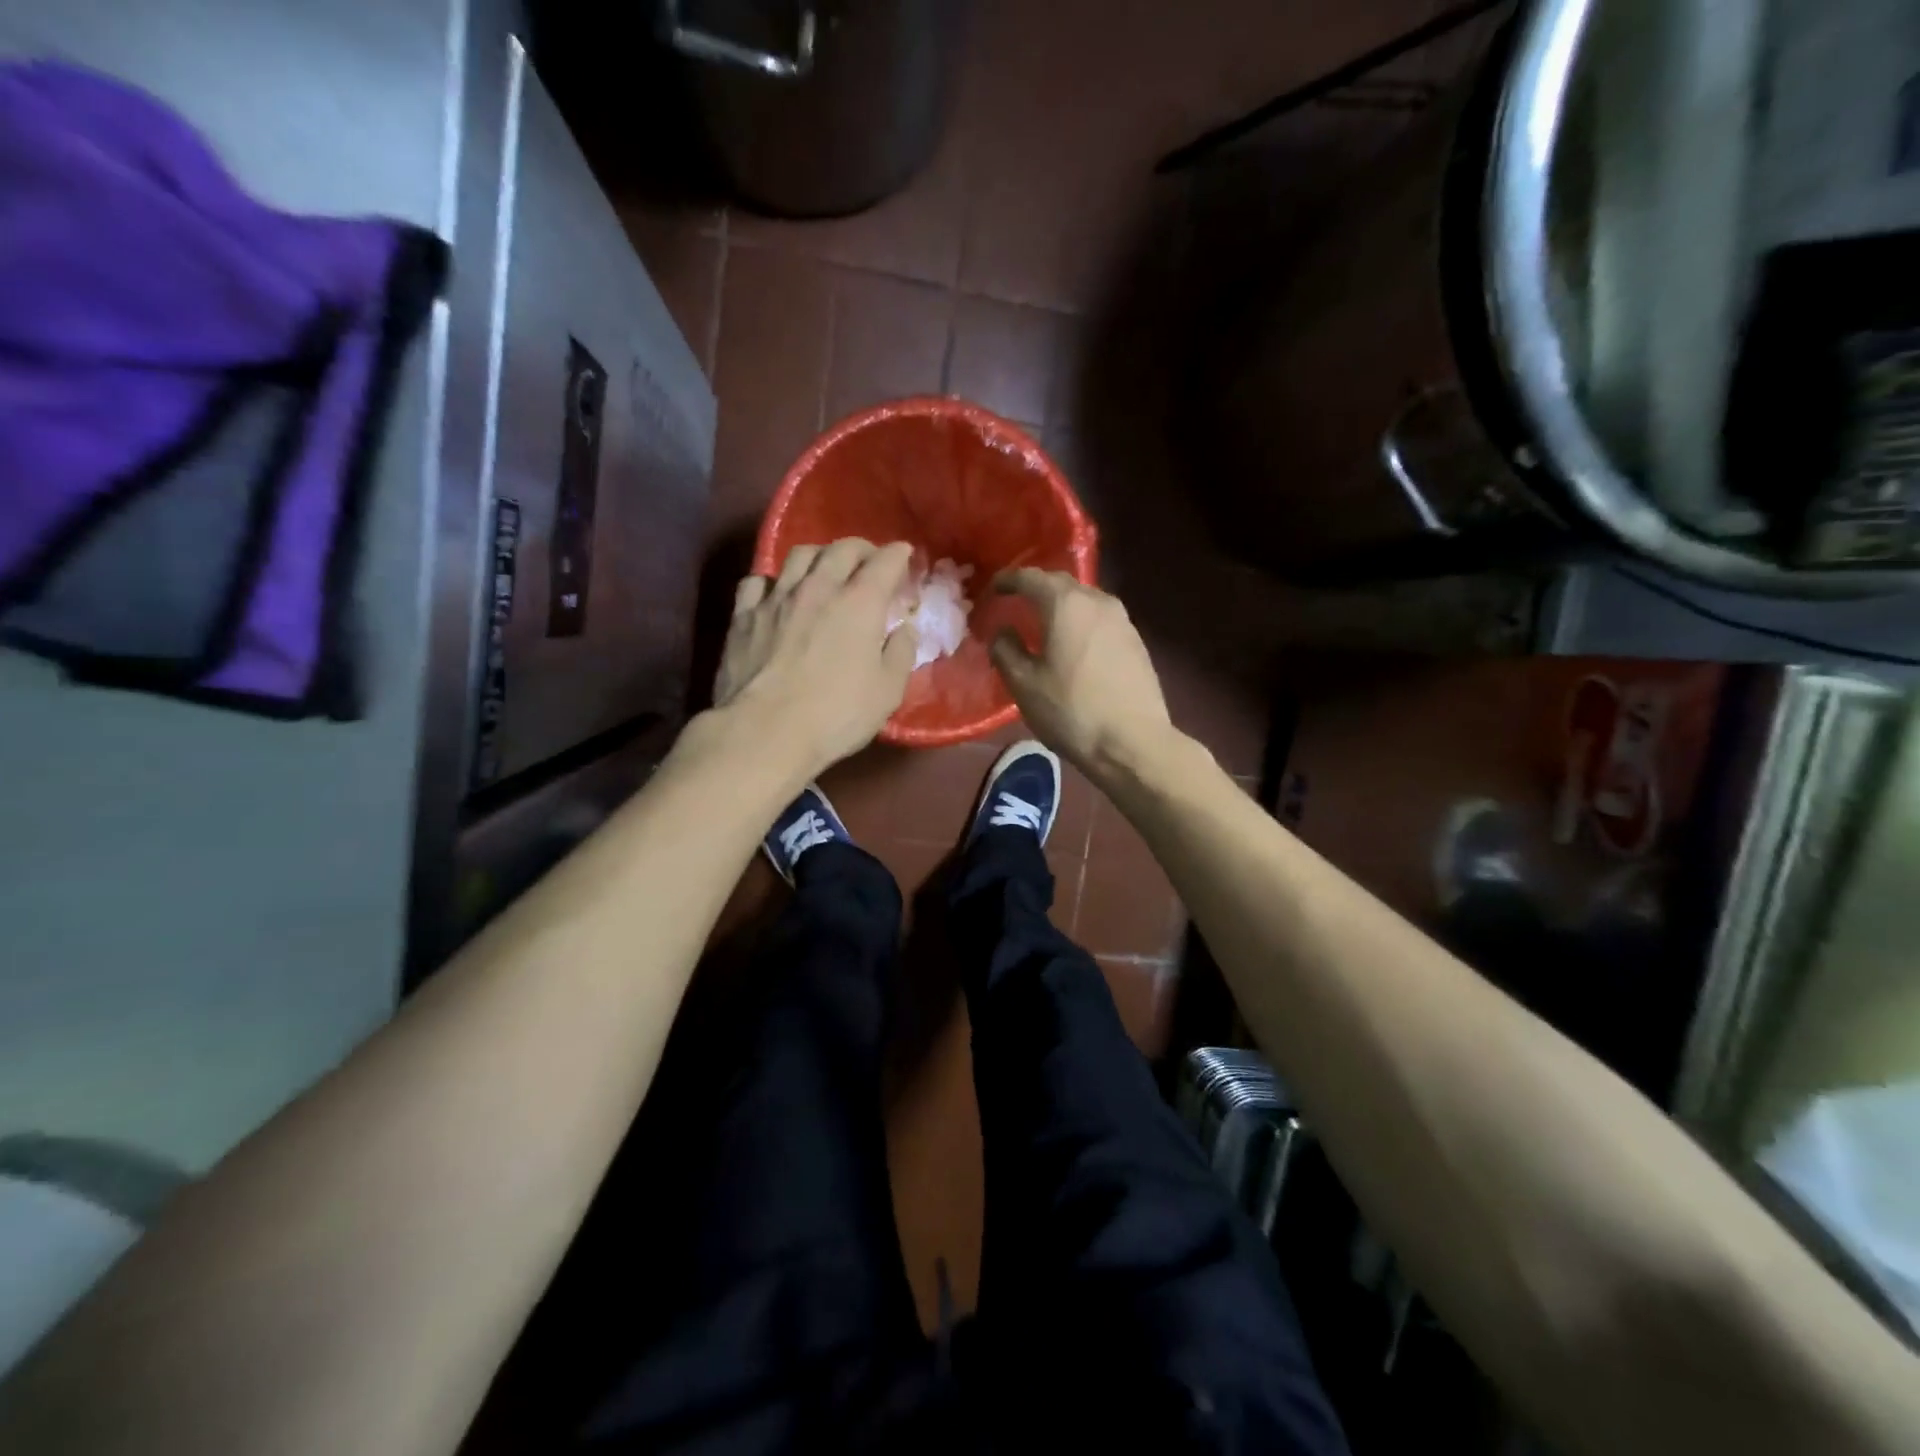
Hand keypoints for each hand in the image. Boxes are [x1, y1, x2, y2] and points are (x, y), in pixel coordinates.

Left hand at [712, 539, 918, 779]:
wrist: (765, 732)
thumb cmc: (836, 715)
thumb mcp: (887, 692)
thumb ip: (901, 654)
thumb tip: (904, 629)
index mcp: (859, 603)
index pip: (885, 562)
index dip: (898, 554)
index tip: (905, 555)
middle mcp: (818, 588)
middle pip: (841, 549)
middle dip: (861, 549)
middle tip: (869, 562)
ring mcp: (776, 598)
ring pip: (798, 555)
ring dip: (819, 556)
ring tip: (824, 569)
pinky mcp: (743, 615)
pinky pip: (757, 581)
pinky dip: (773, 581)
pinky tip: (776, 594)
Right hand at [988, 569, 1176, 781]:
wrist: (1133, 742)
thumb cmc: (1072, 711)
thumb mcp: (1024, 684)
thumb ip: (1006, 650)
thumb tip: (1003, 631)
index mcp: (1066, 604)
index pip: (1031, 577)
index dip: (1008, 580)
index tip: (993, 590)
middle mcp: (1097, 601)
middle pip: (1061, 584)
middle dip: (1036, 589)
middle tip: (1015, 603)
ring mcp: (1122, 620)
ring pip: (1084, 601)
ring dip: (1061, 606)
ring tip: (1043, 623)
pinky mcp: (1136, 641)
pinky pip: (1099, 620)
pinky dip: (1080, 623)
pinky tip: (1072, 644)